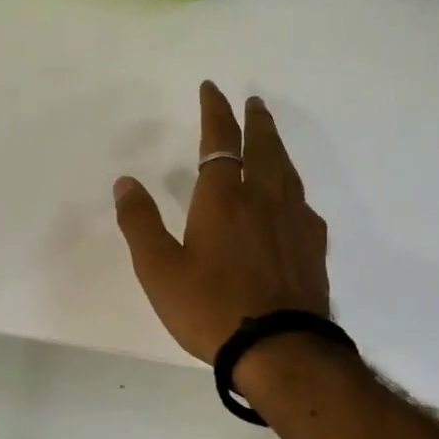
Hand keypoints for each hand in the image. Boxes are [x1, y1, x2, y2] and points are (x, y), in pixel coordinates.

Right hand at [113, 81, 330, 362]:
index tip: (212, 88)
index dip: (215, 111)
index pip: (220, 142)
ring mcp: (295, 223)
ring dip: (278, 148)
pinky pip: (302, 204)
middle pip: (264, 148)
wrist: (280, 350)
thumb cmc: (210, 307)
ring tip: (271, 139)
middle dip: (256, 121)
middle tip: (254, 103)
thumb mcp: (158, 269)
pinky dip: (292, 188)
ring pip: (288, 172)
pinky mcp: (313, 248)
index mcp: (224, 198)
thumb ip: (140, 223)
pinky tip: (291, 201)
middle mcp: (264, 199)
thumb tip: (125, 182)